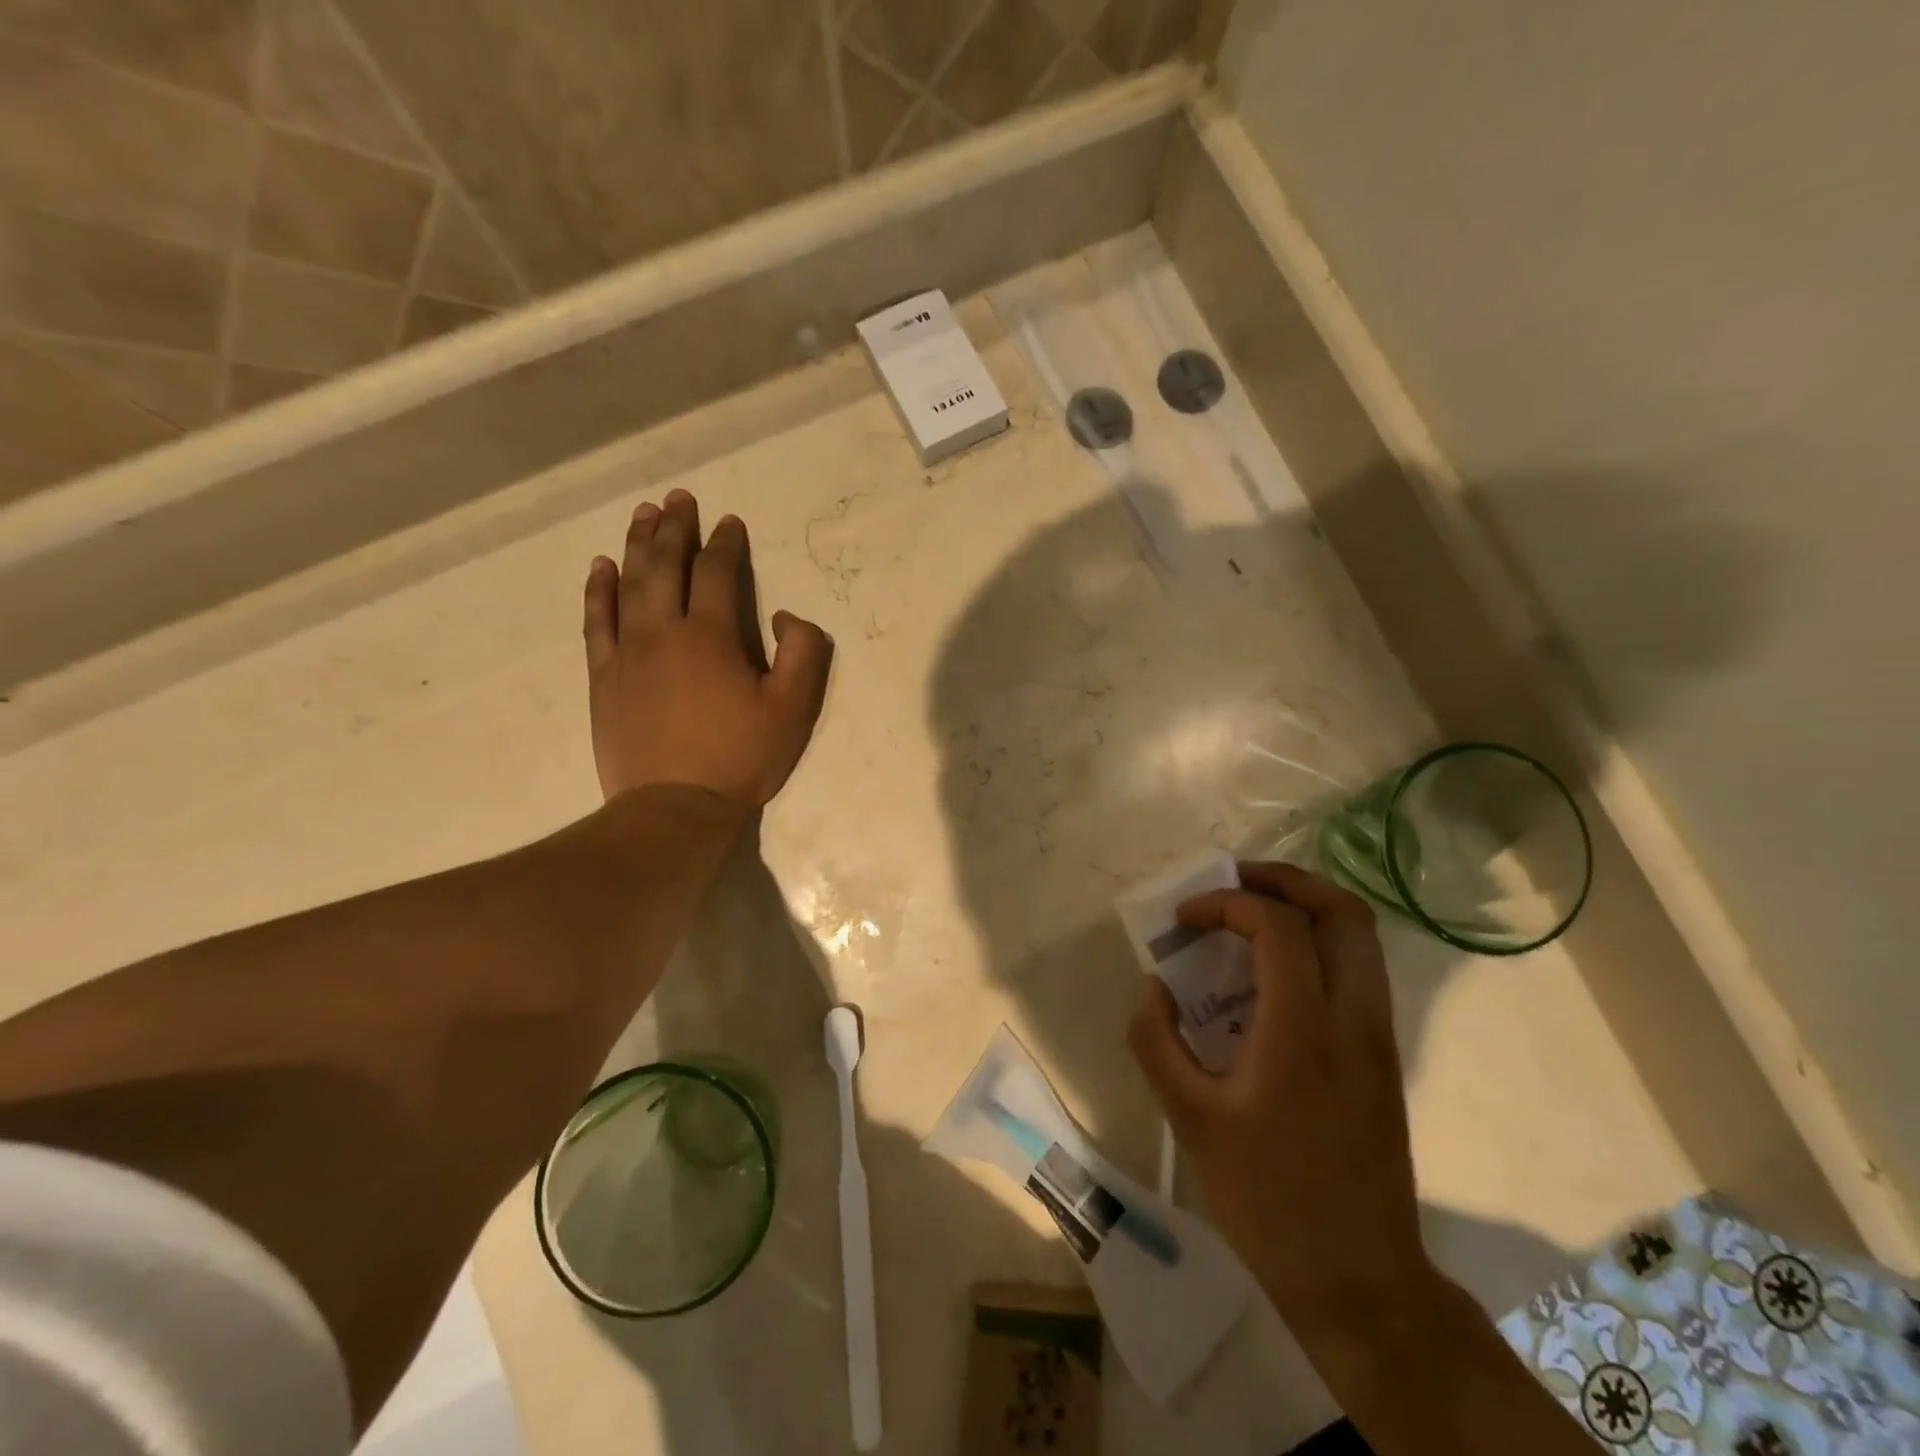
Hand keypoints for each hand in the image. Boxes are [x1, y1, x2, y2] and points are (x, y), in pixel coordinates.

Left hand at [583, 490, 832, 808]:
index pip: (718, 573)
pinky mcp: (604, 677)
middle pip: (666, 566)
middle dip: (675, 528)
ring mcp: (627, 653)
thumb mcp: (794, 707)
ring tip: (643, 514)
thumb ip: (803, 651)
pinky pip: (597, 621)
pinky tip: (601, 568)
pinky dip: (598, 591)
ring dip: (637, 545)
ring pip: (629, 584)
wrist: (674, 807)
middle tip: (678, 498)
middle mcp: (663, 631)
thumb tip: (783, 615)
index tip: (730, 522)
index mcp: (711, 636)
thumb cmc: (741, 757)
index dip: (726, 543)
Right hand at [1128, 862, 1432, 1335]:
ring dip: (1306, 907)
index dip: (1226, 904)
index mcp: (1304, 1031)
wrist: (1358, 1278)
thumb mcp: (1190, 1120)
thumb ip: (1157, 1042)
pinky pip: (1359, 970)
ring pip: (1360, 937)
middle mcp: (1354, 1019)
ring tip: (1252, 915)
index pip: (1278, 926)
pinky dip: (1320, 944)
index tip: (1185, 920)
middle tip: (1233, 883)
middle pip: (1342, 911)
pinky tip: (1275, 972)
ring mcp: (1379, 1038)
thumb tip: (1154, 986)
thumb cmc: (1267, 1198)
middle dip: (1284, 880)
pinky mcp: (1384, 1057)